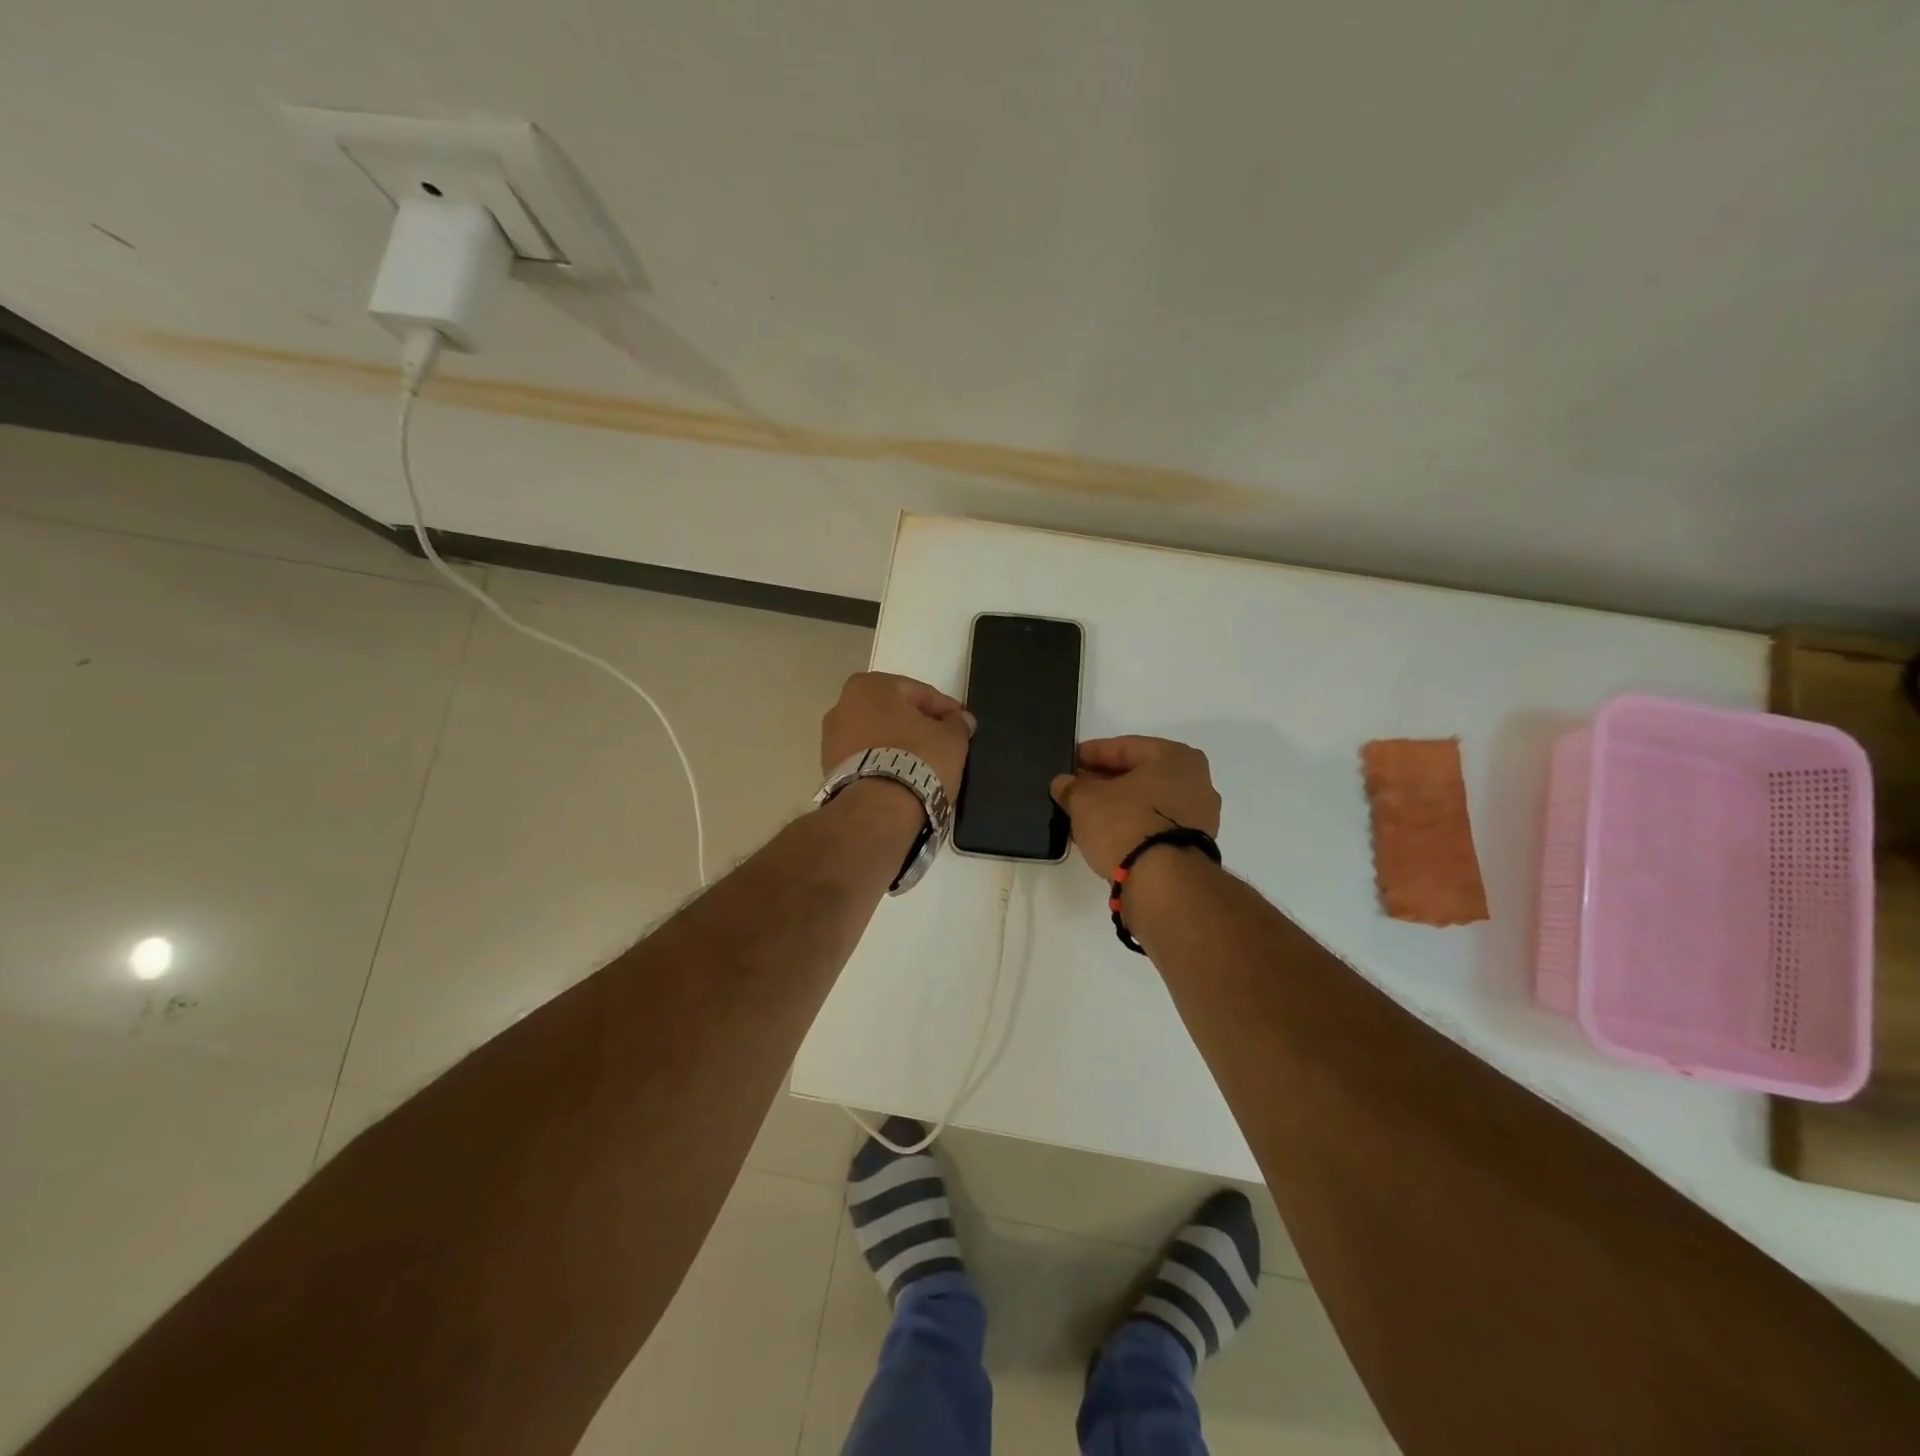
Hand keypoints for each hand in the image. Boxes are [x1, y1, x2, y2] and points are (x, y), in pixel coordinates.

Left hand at [821, 672, 974, 798]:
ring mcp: (830, 739)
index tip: (962, 723)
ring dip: (898, 745)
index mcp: (869, 686)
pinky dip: (883, 763)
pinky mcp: (829, 770)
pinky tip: (902, 778)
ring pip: (877, 736)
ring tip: (923, 765)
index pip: (918, 692)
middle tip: (943, 742)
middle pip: (893, 712)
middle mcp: (842, 705)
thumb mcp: (951, 738)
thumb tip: (960, 720)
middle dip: (917, 724)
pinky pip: (865, 758)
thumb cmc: (916, 759)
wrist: (877, 809)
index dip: (944, 708)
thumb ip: (958, 724)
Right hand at [1050, 736, 1220, 879]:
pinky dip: (1130, 827)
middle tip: (1075, 789)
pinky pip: (1154, 826)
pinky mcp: (1193, 847)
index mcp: (1175, 757)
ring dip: (1116, 807)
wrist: (1163, 883)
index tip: (1069, 761)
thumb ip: (1071, 787)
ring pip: (1147, 803)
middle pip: (1139, 775)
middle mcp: (1195, 781)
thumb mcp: (1085, 800)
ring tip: (1084, 815)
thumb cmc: (1126, 823)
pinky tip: (1104, 835)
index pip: (1124, 747)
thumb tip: (1063, 784)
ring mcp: (1199, 817)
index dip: (1091, 753)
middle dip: (1104, 782)